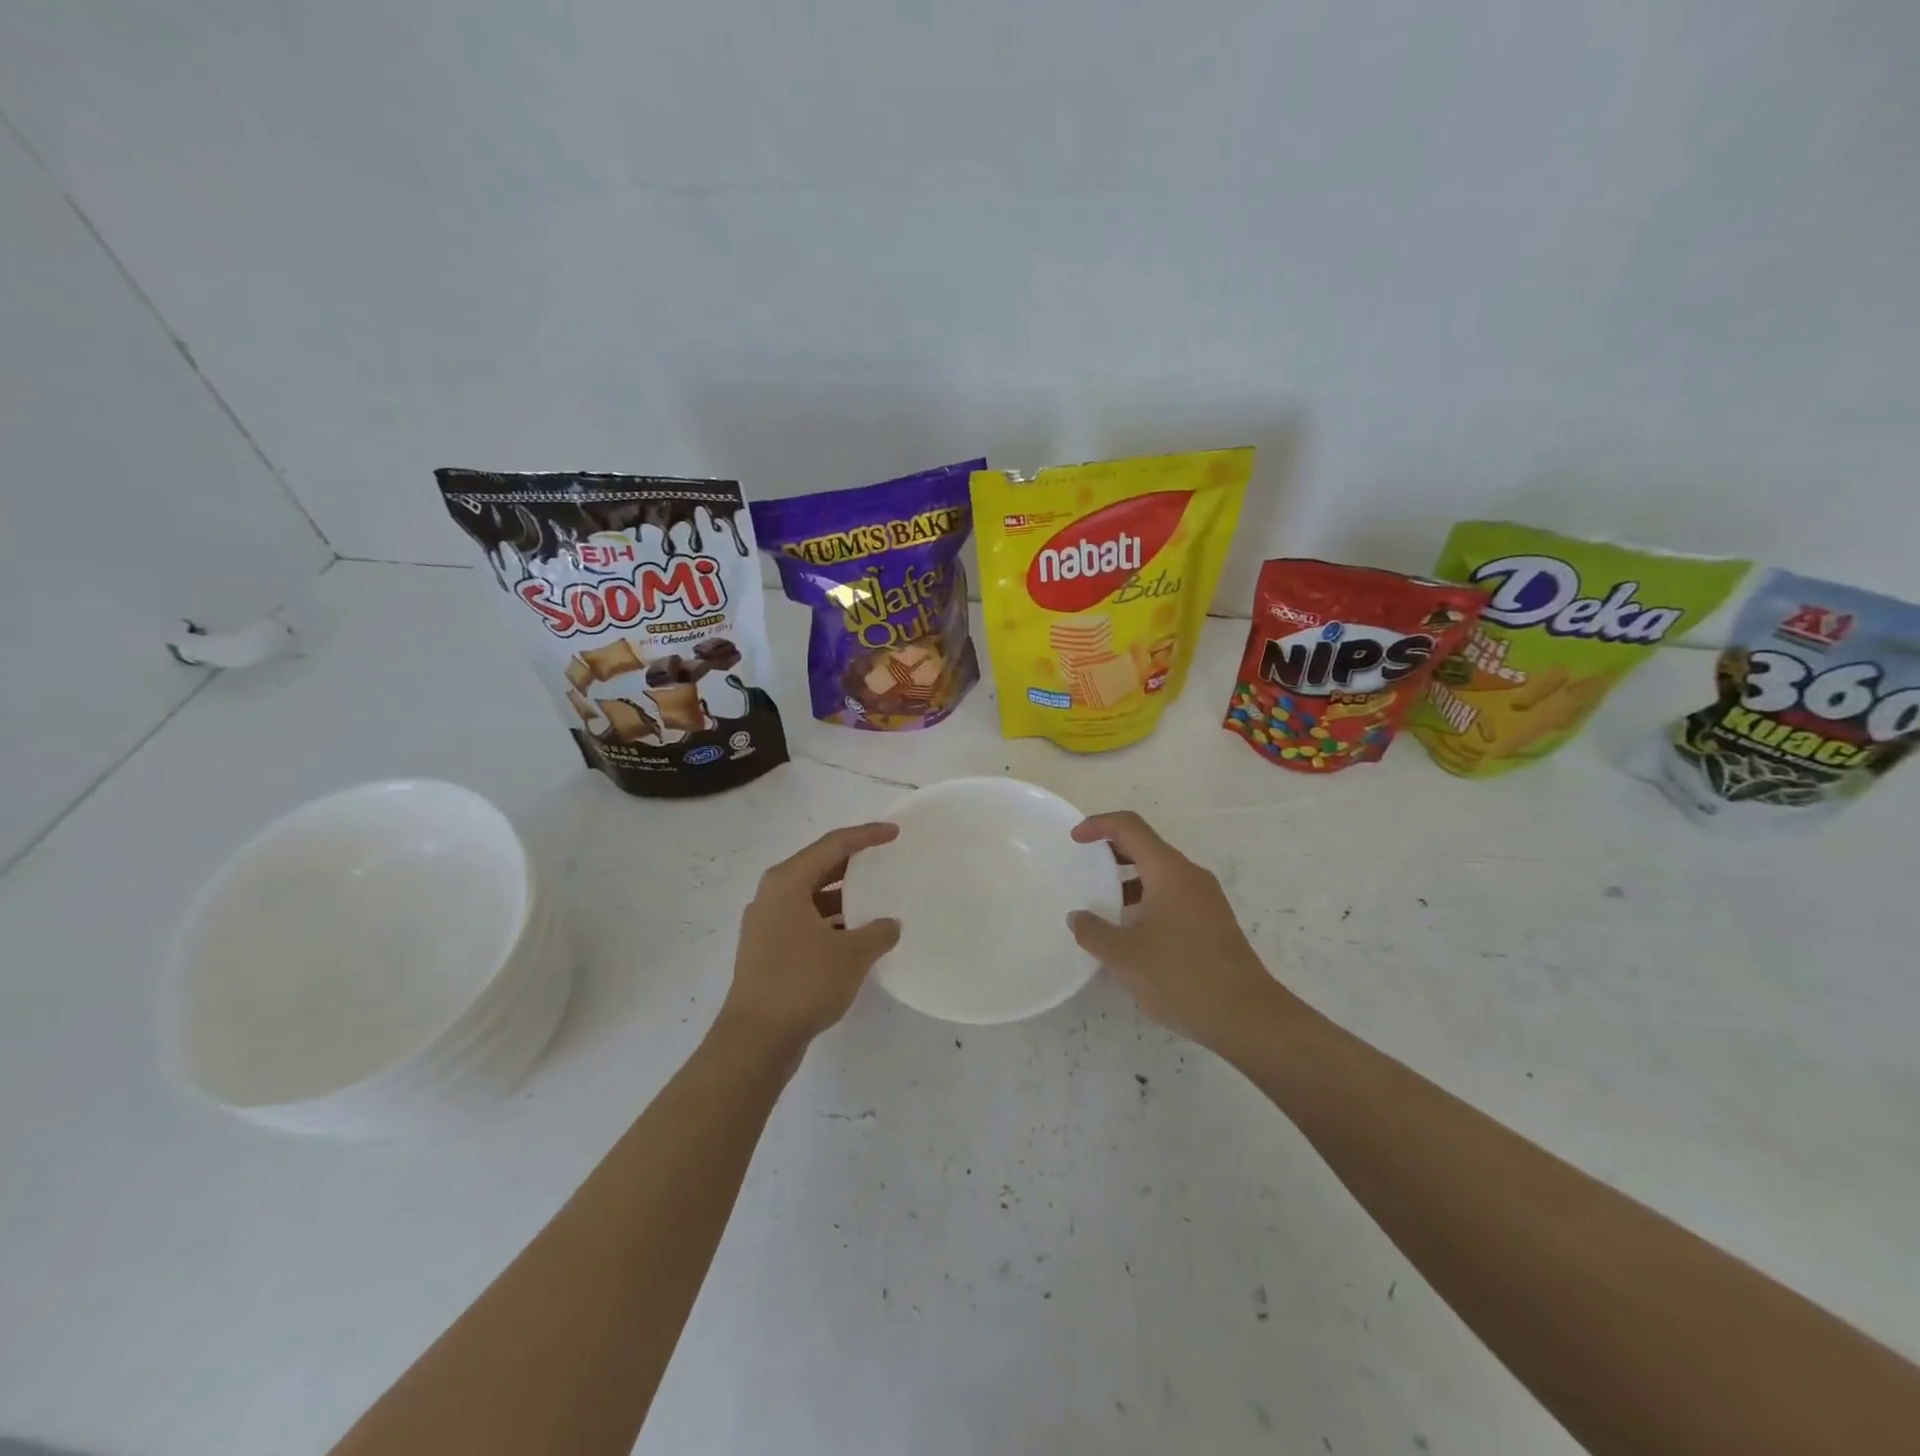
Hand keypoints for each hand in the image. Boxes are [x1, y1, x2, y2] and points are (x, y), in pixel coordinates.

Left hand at [721, 822, 901, 1051]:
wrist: (755, 1040)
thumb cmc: (802, 984)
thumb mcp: (851, 956)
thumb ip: (878, 933)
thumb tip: (890, 925)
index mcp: (787, 882)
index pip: (832, 845)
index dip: (866, 835)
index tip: (894, 833)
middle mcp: (772, 895)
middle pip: (818, 866)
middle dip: (854, 863)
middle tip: (886, 859)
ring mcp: (766, 923)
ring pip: (811, 896)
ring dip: (842, 896)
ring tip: (876, 899)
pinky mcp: (767, 949)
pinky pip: (805, 920)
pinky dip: (830, 920)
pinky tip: (855, 935)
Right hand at [1066, 811, 1286, 1051]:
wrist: (1248, 1017)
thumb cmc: (1181, 977)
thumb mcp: (1124, 957)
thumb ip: (1093, 932)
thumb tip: (1078, 917)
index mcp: (1168, 871)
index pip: (1130, 827)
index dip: (1098, 824)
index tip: (1074, 840)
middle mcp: (1190, 875)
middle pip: (1146, 846)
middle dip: (1111, 850)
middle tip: (1083, 866)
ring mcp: (1206, 898)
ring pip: (1160, 873)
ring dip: (1128, 878)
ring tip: (1101, 902)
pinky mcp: (1213, 921)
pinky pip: (1172, 894)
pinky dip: (1146, 898)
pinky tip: (1131, 930)